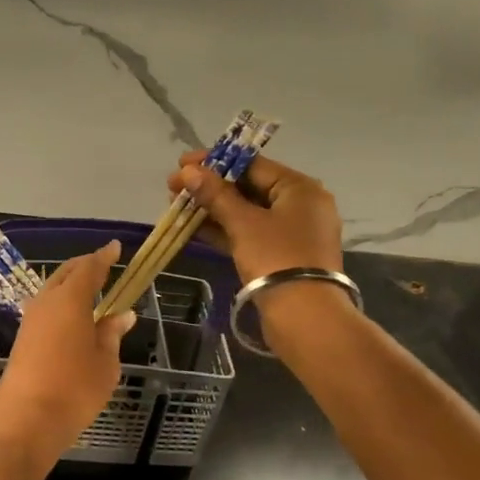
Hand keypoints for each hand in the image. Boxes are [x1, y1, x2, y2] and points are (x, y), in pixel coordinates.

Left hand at [0, 242, 135, 472]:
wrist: (26, 421)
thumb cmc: (74, 389)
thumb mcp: (105, 363)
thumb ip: (111, 334)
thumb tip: (122, 315)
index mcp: (70, 300)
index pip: (89, 269)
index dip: (103, 257)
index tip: (114, 247)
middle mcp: (46, 302)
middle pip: (66, 274)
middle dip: (85, 267)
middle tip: (103, 265)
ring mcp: (30, 320)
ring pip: (52, 290)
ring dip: (70, 285)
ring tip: (90, 289)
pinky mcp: (22, 339)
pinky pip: (45, 308)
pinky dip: (61, 303)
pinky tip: (71, 316)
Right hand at [168, 152, 343, 284]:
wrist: (304, 317)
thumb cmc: (276, 258)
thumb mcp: (243, 223)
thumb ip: (215, 194)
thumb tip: (189, 171)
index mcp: (300, 188)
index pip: (252, 164)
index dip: (214, 162)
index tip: (182, 163)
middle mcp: (300, 206)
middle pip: (248, 187)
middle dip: (209, 187)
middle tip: (174, 187)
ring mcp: (291, 233)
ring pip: (246, 213)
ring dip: (212, 209)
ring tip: (177, 207)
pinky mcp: (281, 256)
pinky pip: (249, 234)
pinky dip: (224, 230)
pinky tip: (193, 228)